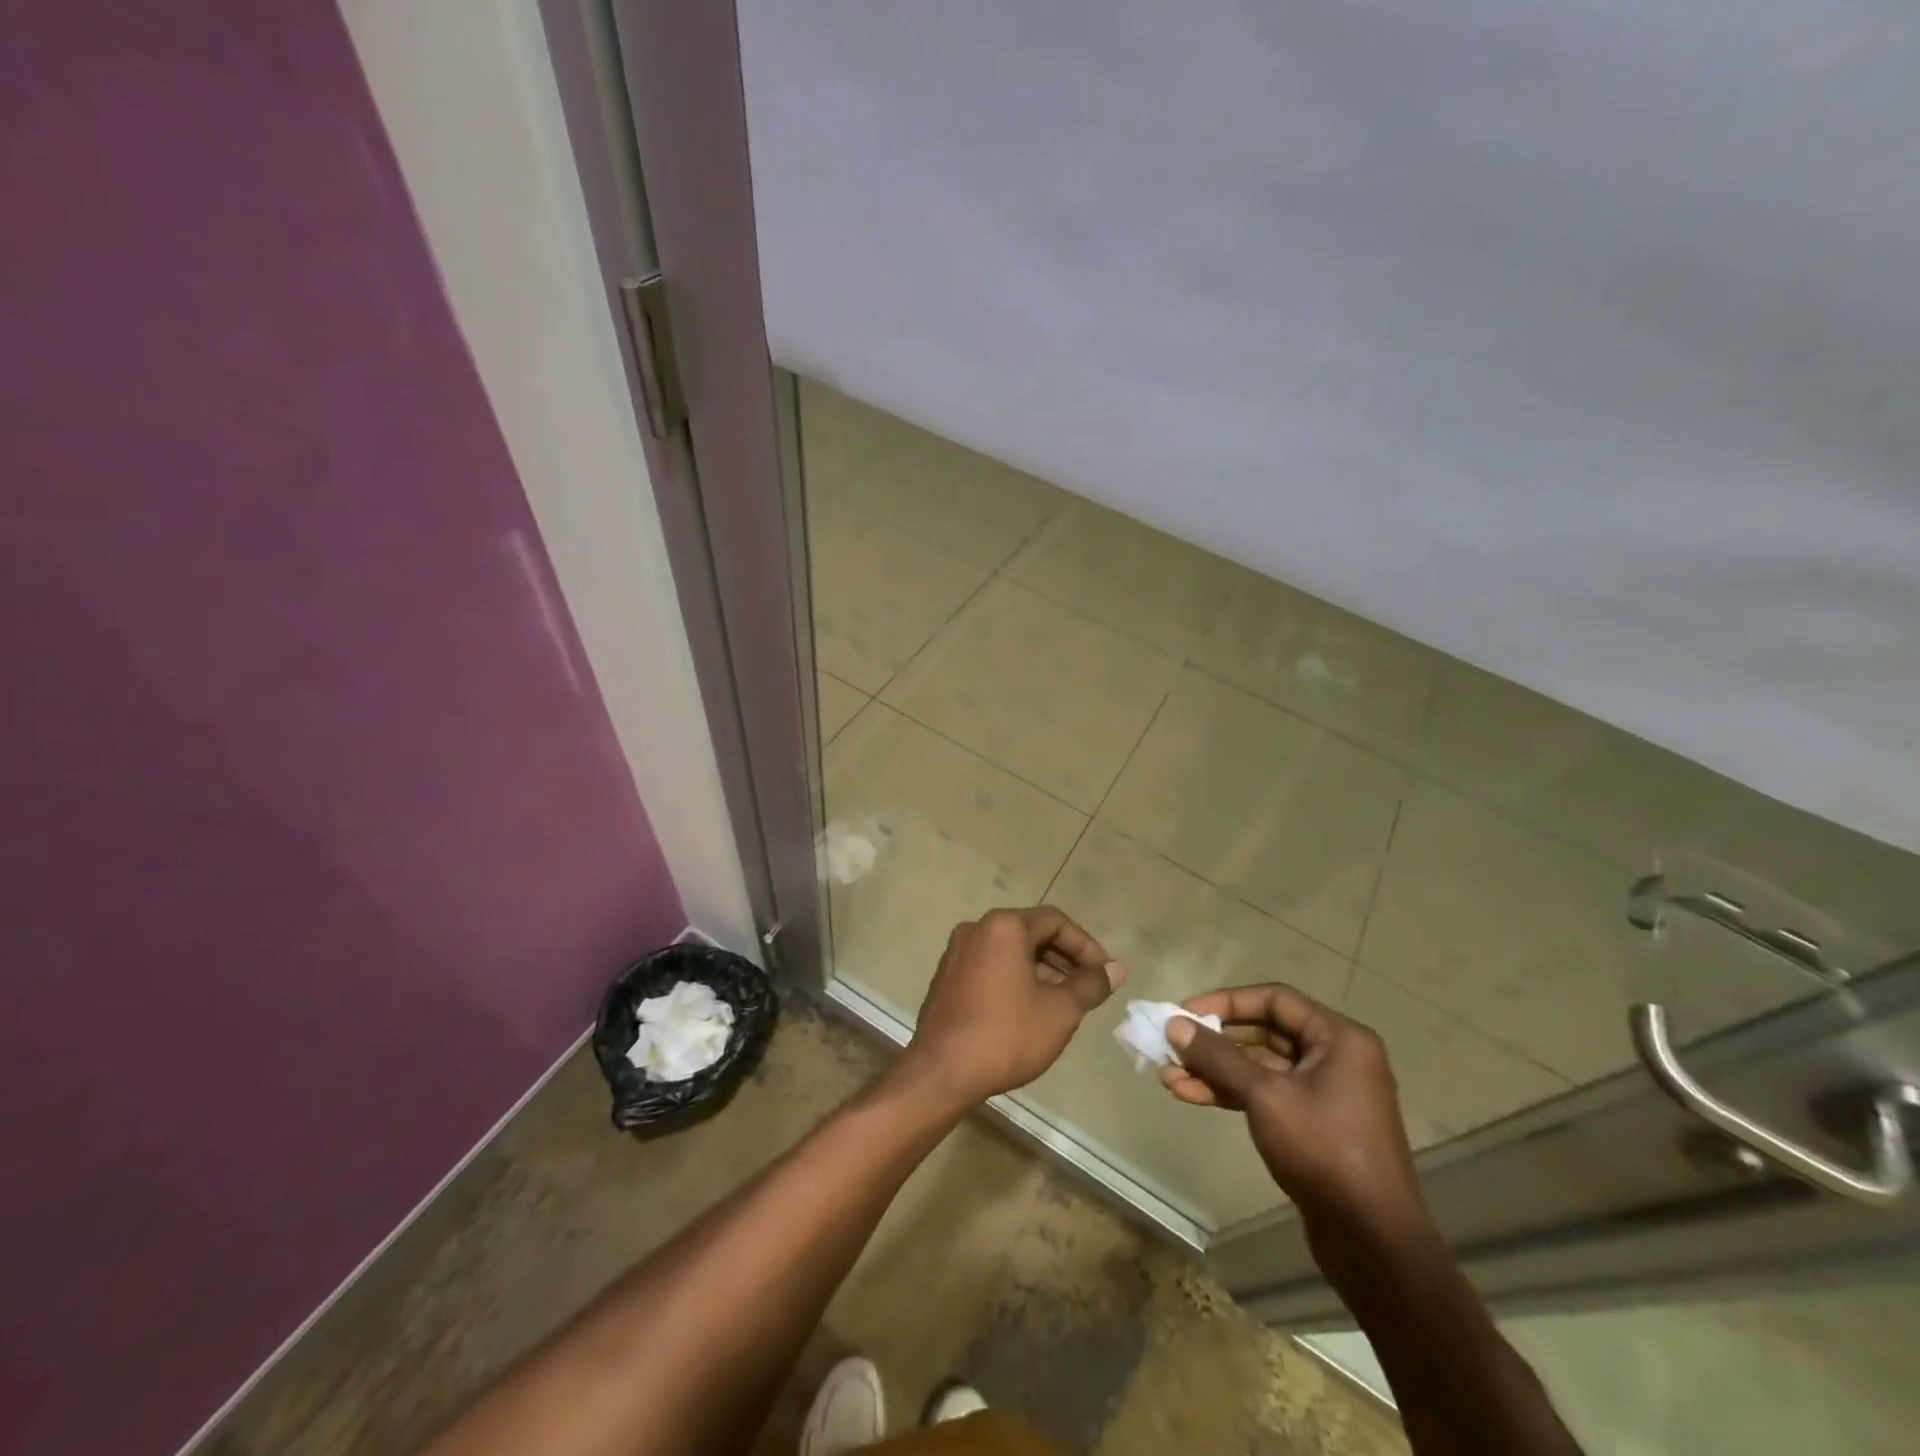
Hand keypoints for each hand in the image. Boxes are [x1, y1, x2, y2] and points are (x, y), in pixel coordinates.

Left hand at [900, 907, 1123, 1108]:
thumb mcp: (1060, 1011)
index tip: (1104, 975)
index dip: (1086, 946)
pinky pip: (990, 967)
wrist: (942, 1072)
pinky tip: (1028, 1012)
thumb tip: (1116, 969)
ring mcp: (956, 954)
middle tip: (1087, 989)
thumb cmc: (1007, 1034)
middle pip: (1031, 933)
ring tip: (1063, 1004)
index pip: (1056, 921)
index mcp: (1003, 926)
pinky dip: (1015, 980)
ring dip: (1041, 971)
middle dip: (1064, 959)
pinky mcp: (946, 978)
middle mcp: (976, 929)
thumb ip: (1090, 984)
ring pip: (1010, 952)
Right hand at [1162, 984, 1424, 1242]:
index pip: (1274, 999)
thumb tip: (1174, 1024)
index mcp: (1339, 1038)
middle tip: (1172, 1045)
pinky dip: (1230, 1093)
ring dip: (1215, 1070)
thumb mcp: (1264, 1096)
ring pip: (1260, 1066)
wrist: (1373, 1243)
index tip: (1185, 1012)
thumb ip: (1218, 1056)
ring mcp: (1326, 1093)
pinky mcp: (1314, 1124)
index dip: (1226, 1002)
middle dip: (1214, 1041)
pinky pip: (1266, 1094)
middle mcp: (1336, 1057)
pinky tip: (1191, 1095)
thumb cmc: (1324, 1151)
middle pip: (1264, 1032)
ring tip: (1168, 1076)